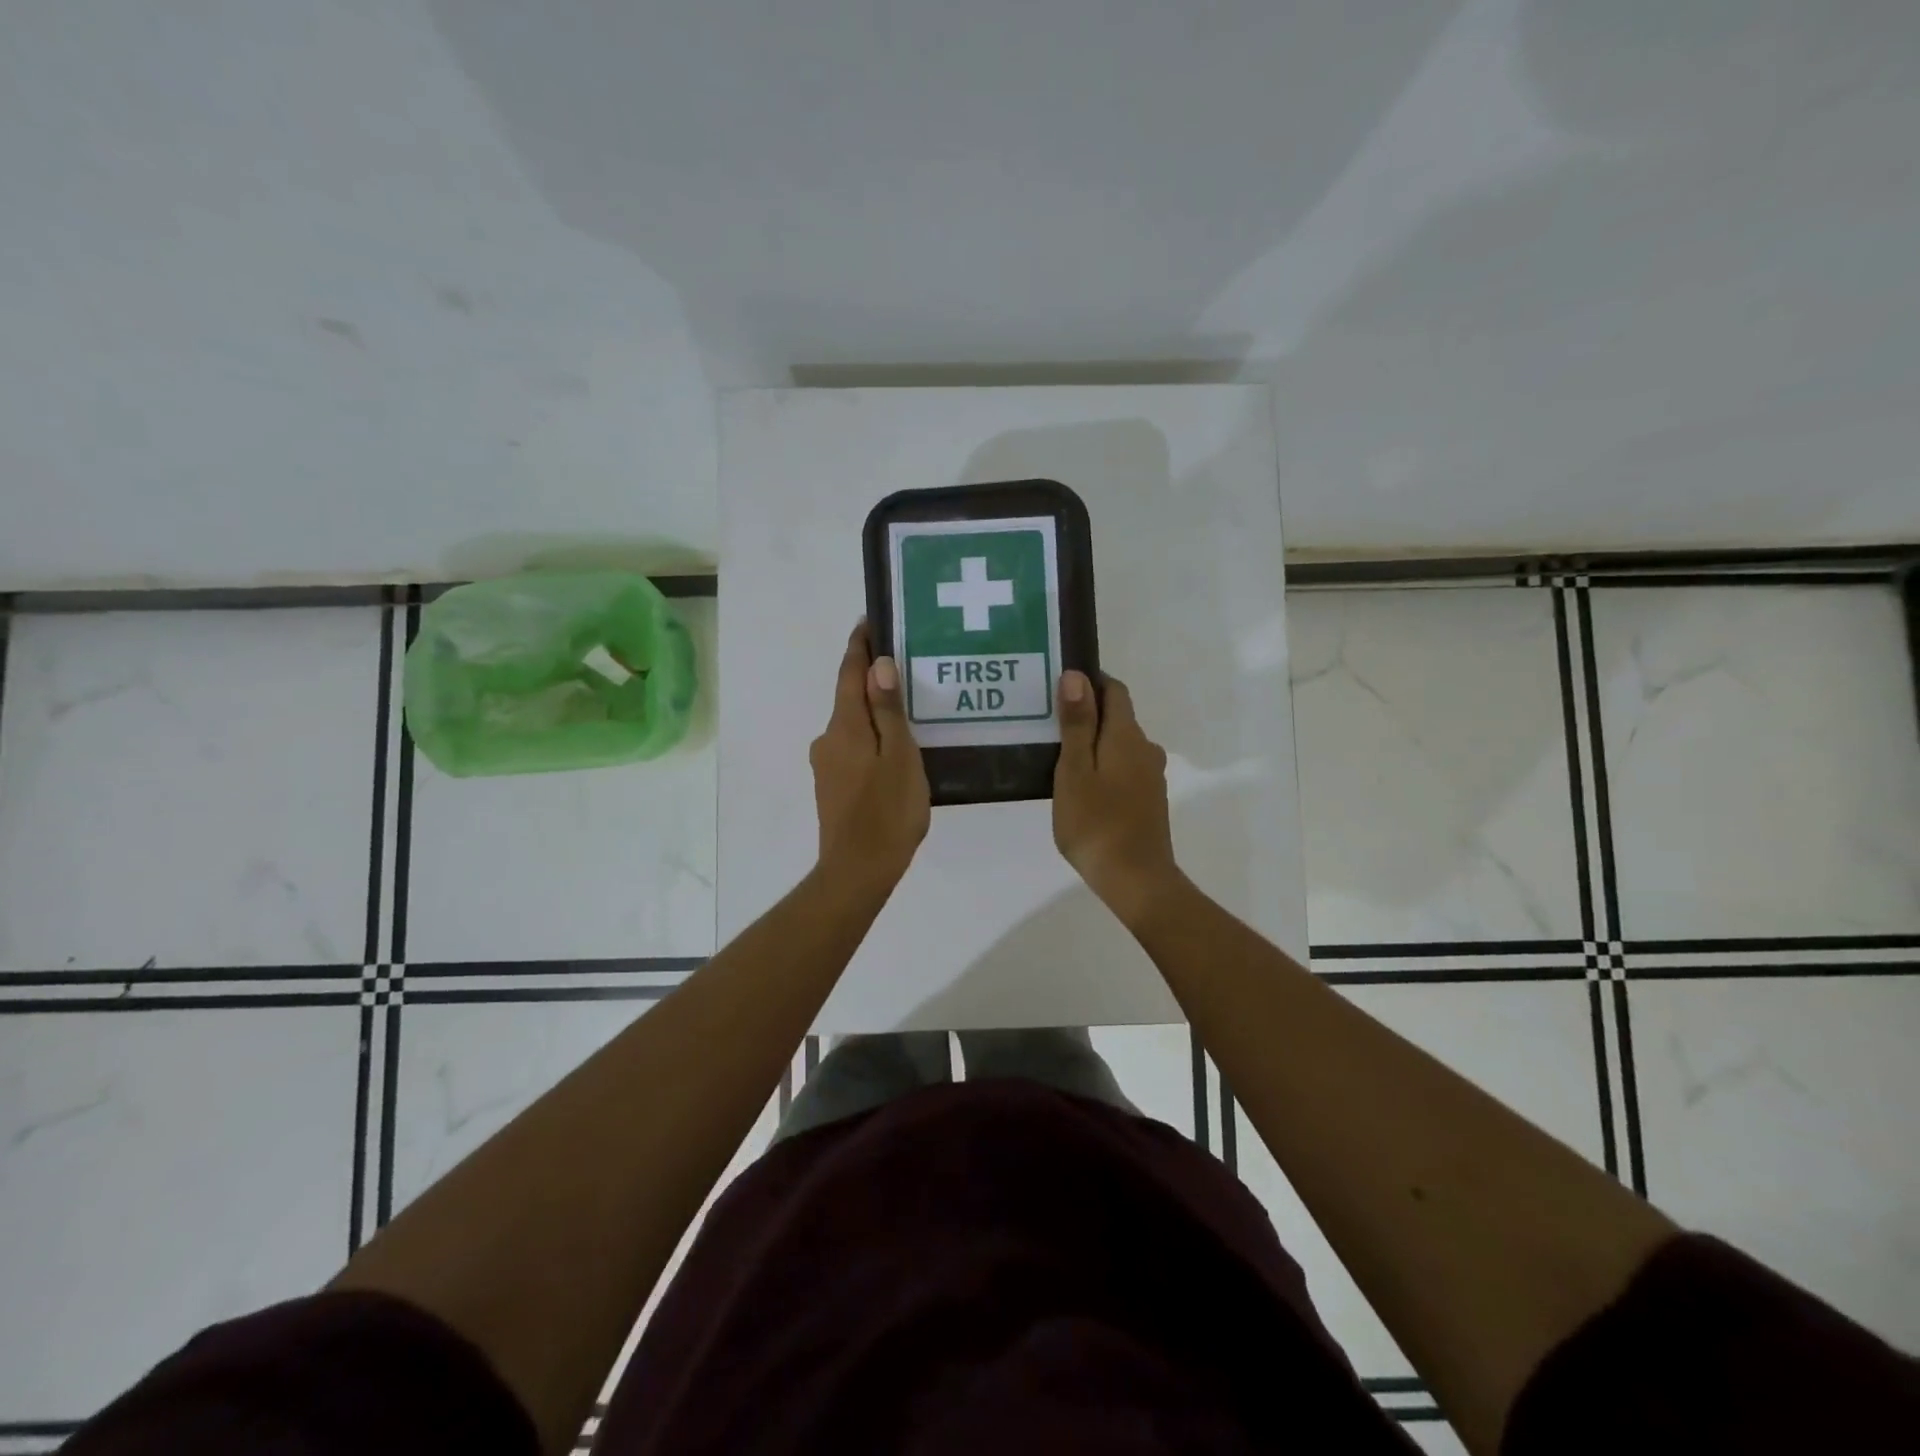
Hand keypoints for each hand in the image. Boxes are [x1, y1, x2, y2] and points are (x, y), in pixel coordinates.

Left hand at [810, 622, 929, 887]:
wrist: (857, 872)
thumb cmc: (887, 812)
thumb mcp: (899, 757)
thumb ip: (888, 711)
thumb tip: (878, 664)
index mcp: (844, 726)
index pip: (849, 672)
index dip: (860, 645)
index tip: (871, 620)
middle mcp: (828, 738)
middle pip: (849, 697)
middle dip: (872, 677)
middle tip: (907, 662)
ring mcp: (826, 764)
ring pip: (853, 725)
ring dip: (874, 710)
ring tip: (910, 706)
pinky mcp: (832, 786)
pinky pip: (854, 747)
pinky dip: (872, 737)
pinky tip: (895, 747)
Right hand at [1053, 670, 1181, 924]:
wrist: (1136, 879)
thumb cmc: (1096, 823)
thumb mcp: (1075, 771)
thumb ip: (1077, 723)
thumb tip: (1077, 676)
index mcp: (1126, 735)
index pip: (1114, 690)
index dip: (1090, 682)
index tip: (1059, 686)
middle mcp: (1144, 748)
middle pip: (1117, 717)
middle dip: (1086, 713)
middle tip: (1047, 723)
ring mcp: (1150, 776)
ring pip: (1119, 744)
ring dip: (1093, 742)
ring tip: (1057, 755)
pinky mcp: (1148, 799)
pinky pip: (1123, 767)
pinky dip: (1103, 765)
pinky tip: (1080, 785)